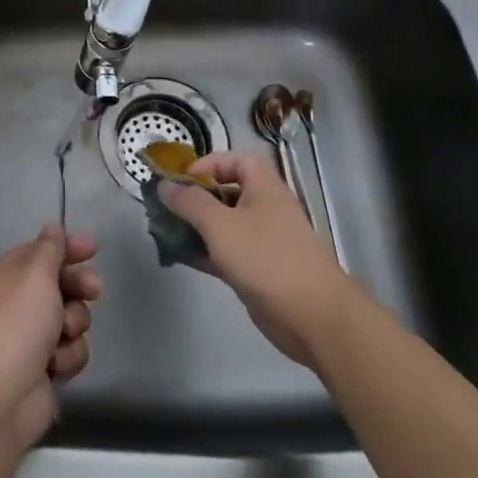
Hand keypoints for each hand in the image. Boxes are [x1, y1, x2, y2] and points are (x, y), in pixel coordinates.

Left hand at [0, 225, 100, 448]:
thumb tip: (51, 228)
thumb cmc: (17, 324)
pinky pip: (71, 350)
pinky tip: (56, 365)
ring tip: (62, 335)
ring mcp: (31, 337)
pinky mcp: (45, 368)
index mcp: (7, 275)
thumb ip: (49, 249)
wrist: (2, 397)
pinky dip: (67, 356)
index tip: (93, 248)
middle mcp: (18, 303)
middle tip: (94, 290)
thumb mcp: (35, 275)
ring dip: (73, 325)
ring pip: (71, 318)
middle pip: (60, 283)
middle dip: (78, 287)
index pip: (41, 252)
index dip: (67, 247)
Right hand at [157, 150, 346, 363]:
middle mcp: (264, 209)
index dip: (208, 164)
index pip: (235, 161)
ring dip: (195, 227)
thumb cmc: (265, 257)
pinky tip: (179, 257)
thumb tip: (164, 185)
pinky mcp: (258, 271)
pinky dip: (204, 252)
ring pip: (222, 225)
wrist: (313, 317)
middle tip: (165, 208)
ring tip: (165, 232)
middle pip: (226, 193)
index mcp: (263, 187)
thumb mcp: (220, 224)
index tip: (182, 180)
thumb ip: (189, 202)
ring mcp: (262, 242)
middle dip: (195, 198)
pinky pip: (225, 253)